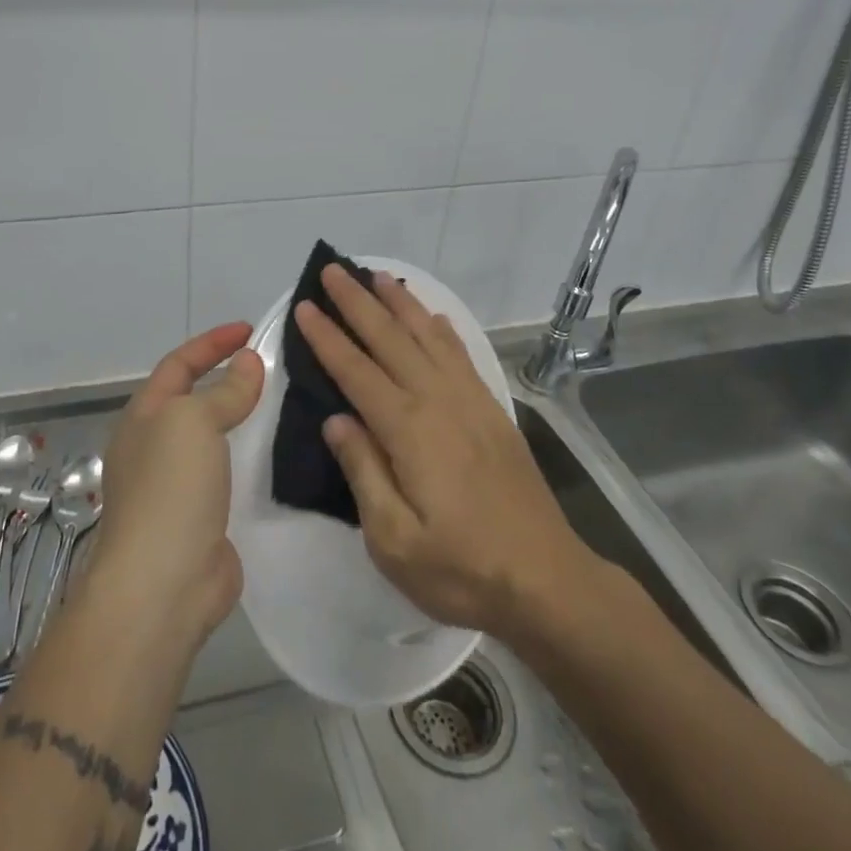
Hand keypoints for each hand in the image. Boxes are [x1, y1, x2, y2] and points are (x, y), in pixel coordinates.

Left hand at [85, 323, 262, 653]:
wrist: (162, 585)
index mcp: (144, 416)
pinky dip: (248, 458)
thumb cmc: (170, 489)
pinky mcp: (200, 519)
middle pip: (193, 399)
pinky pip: (228, 474)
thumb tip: (248, 363)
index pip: (179, 364)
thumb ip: (224, 391)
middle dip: (227, 377)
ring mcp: (176, 486)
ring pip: (212, 437)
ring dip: (240, 418)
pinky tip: (276, 456)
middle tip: (270, 365)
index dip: (212, 343)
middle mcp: (154, 446)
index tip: (249, 329)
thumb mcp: (194, 422)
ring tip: (281, 404)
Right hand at [293, 266, 585, 642]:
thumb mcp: (394, 540)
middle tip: (333, 270)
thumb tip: (336, 419)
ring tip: (377, 276)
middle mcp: (438, 401)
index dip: (327, 337)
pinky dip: (441, 329)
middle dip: (357, 303)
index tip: (305, 306)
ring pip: (427, 337)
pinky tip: (432, 317)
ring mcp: (470, 402)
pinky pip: (461, 354)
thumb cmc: (461, 569)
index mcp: (408, 430)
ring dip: (399, 304)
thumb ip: (363, 472)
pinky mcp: (492, 411)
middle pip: (390, 339)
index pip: (356, 371)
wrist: (546, 580)